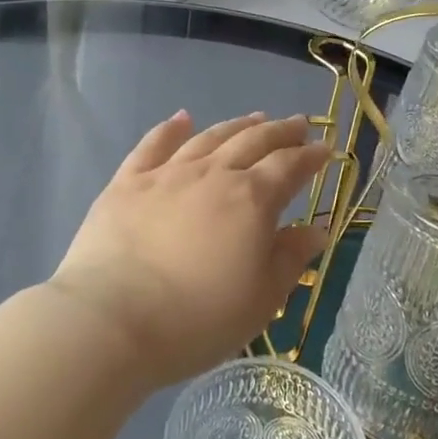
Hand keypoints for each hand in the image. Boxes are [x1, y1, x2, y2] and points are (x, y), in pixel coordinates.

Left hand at [50, 112, 331, 387]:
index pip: (289, 167)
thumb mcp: (260, 299)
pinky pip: (153, 145)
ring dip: (236, 125)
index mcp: (251, 200)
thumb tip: (317, 229)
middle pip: (253, 142)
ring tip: (254, 118)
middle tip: (297, 124)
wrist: (112, 321)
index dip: (310, 157)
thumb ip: (290, 259)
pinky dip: (171, 128)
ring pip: (209, 138)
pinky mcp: (127, 183)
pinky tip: (182, 118)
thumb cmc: (197, 320)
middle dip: (280, 131)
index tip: (325, 150)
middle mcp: (212, 174)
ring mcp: (167, 174)